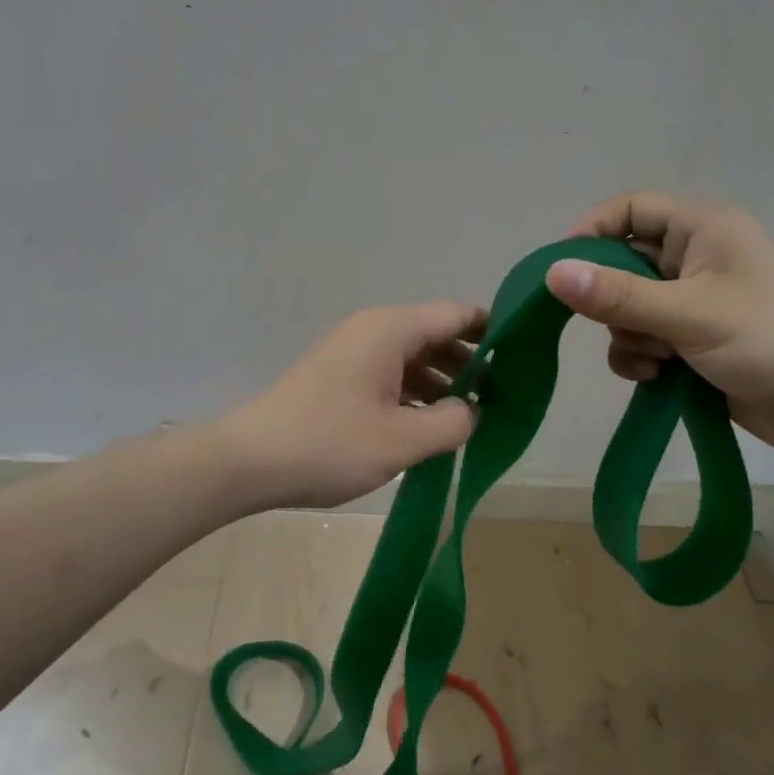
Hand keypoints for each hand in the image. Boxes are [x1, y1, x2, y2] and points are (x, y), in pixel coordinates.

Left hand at [220, 302, 485, 510]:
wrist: (249, 461)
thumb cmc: (330, 444)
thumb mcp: (403, 440)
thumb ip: (453, 421)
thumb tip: (474, 410)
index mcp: (392, 330)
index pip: (457, 313)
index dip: (494, 331)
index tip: (523, 356)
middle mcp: (373, 330)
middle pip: (436, 333)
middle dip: (471, 362)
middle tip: (504, 396)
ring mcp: (353, 352)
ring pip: (413, 356)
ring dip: (443, 381)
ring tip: (472, 415)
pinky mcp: (339, 376)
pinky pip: (390, 373)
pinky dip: (415, 393)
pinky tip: (429, 424)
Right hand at [547, 192, 773, 458]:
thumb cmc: (771, 340)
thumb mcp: (689, 314)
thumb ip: (618, 296)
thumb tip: (552, 273)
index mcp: (702, 229)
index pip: (630, 209)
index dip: (592, 232)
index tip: (562, 270)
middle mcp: (695, 259)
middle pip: (622, 264)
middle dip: (612, 300)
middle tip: (616, 325)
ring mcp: (693, 303)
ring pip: (627, 309)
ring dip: (629, 337)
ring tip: (658, 360)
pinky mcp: (693, 343)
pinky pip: (643, 341)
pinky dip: (641, 360)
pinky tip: (660, 379)